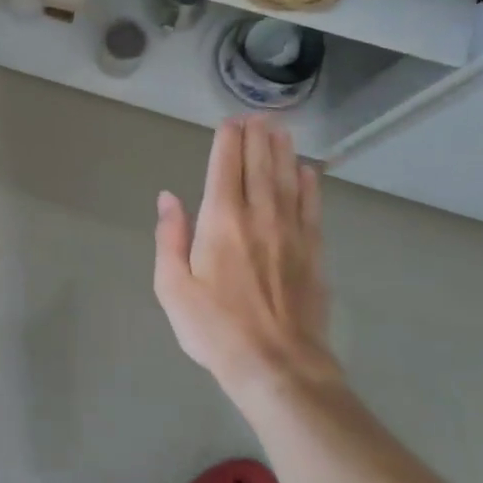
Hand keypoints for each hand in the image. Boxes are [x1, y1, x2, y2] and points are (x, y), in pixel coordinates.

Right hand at [153, 115, 342, 406]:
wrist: (279, 367)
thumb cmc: (216, 329)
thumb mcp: (173, 288)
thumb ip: (169, 238)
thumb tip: (168, 197)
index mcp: (221, 221)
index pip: (225, 168)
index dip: (228, 141)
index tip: (230, 121)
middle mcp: (259, 216)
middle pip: (260, 165)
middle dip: (257, 137)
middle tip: (258, 115)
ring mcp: (292, 233)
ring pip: (288, 179)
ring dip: (283, 151)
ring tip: (281, 129)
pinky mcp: (314, 253)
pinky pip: (312, 207)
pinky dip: (310, 184)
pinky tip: (309, 171)